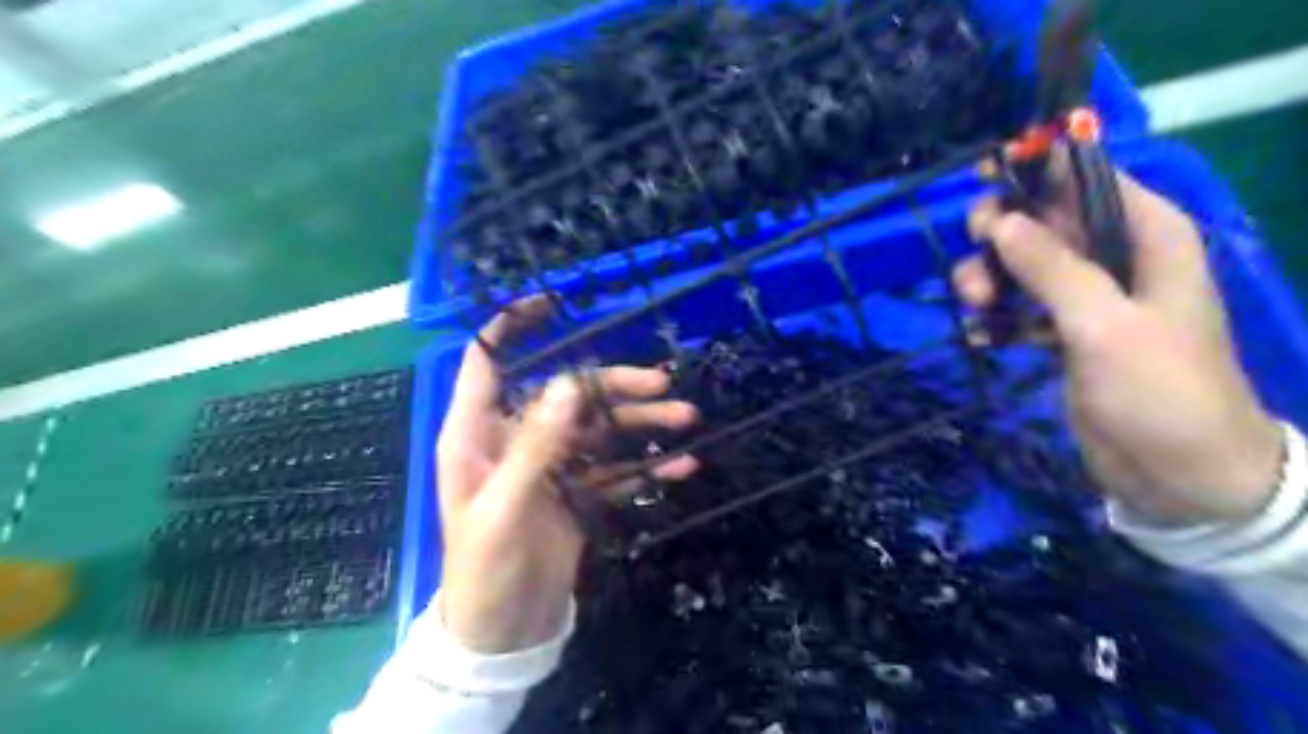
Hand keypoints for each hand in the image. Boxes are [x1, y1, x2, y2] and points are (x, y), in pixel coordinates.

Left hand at [434, 297, 700, 652]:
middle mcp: (515, 440)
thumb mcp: (505, 507)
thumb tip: (571, 383)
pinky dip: (646, 465)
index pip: (487, 364)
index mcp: (478, 435)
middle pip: (568, 395)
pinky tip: (680, 464)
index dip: (511, 328)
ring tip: (686, 419)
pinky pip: (615, 469)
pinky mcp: (576, 492)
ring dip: (641, 423)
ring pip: (599, 429)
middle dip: (615, 386)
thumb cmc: (485, 568)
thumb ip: (537, 445)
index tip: (551, 302)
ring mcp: (550, 466)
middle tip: (663, 385)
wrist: (504, 632)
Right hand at [958, 161, 1285, 526]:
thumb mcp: (1104, 323)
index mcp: (1147, 237)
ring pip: (1021, 266)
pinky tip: (980, 336)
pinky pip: (1017, 308)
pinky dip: (995, 318)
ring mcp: (1086, 298)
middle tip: (974, 259)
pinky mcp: (1064, 334)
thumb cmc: (1159, 389)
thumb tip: (1000, 222)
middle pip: (1044, 221)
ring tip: (975, 308)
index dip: (1037, 169)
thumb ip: (1051, 269)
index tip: (982, 175)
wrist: (1177, 473)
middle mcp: (1115, 258)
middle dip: (1001, 235)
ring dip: (989, 280)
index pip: (1089, 179)